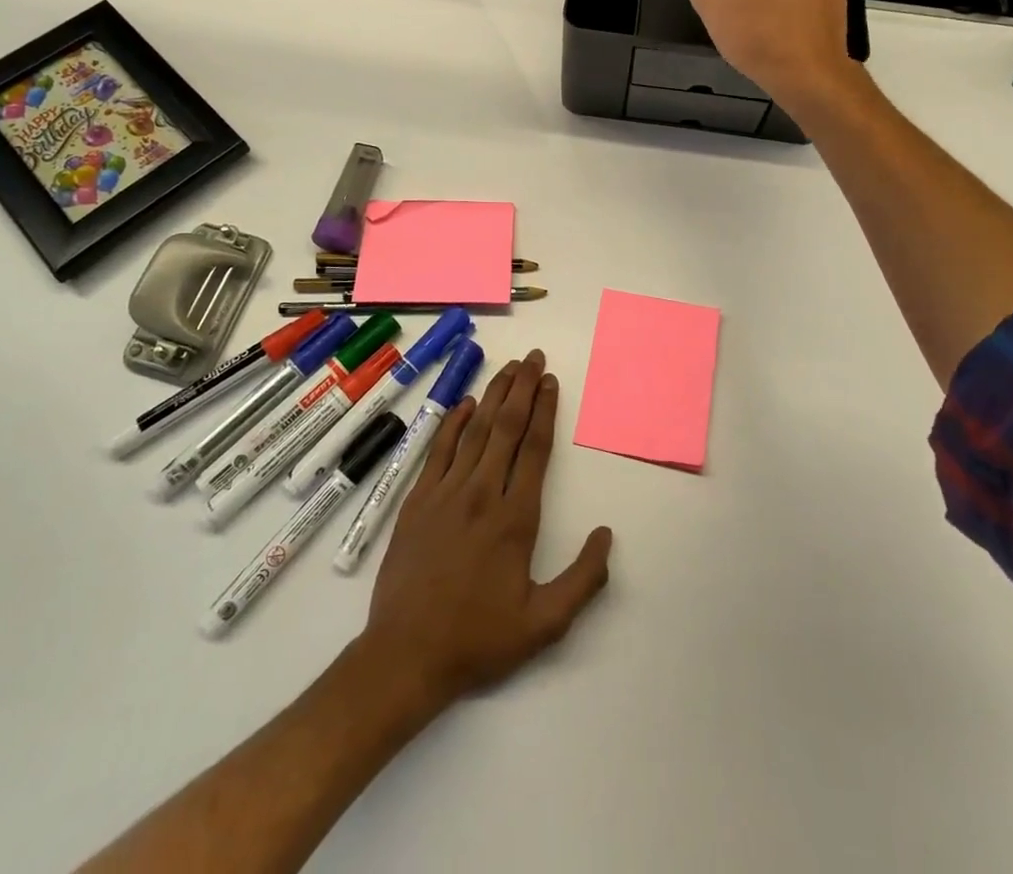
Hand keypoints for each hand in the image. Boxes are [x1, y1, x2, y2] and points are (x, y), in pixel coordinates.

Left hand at [360, 350, 612, 713]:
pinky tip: (465, 403)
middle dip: (522, 387)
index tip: (551, 382)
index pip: (535, 448)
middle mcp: (482, 493)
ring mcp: (446, 493)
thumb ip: (583, 579)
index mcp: (515, 518)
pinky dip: (454, 422)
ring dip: (493, 395)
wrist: (405, 654)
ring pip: (475, 431)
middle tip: (533, 358)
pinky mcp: (418, 500)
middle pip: (507, 427)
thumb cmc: (479, 639)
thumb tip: (606, 534)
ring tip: (508, 368)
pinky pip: (439, 449)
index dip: (546, 410)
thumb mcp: (545, 624)